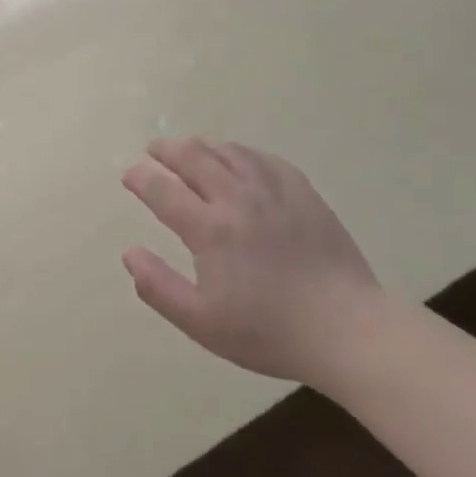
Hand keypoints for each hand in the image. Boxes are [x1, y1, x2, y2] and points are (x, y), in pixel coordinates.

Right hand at [120, 137, 386, 388]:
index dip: (141, 177)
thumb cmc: (268, 331)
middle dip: (166, 149)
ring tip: (189, 147)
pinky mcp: (302, 191)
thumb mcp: (202, 322)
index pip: (163, 190)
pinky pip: (263, 157)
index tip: (130, 174)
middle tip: (153, 149)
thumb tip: (129, 252)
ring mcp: (272, 190)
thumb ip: (159, 286)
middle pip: (193, 157)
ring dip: (201, 145)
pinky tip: (237, 157)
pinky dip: (240, 151)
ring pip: (228, 151)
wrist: (346, 329)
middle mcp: (236, 198)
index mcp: (209, 229)